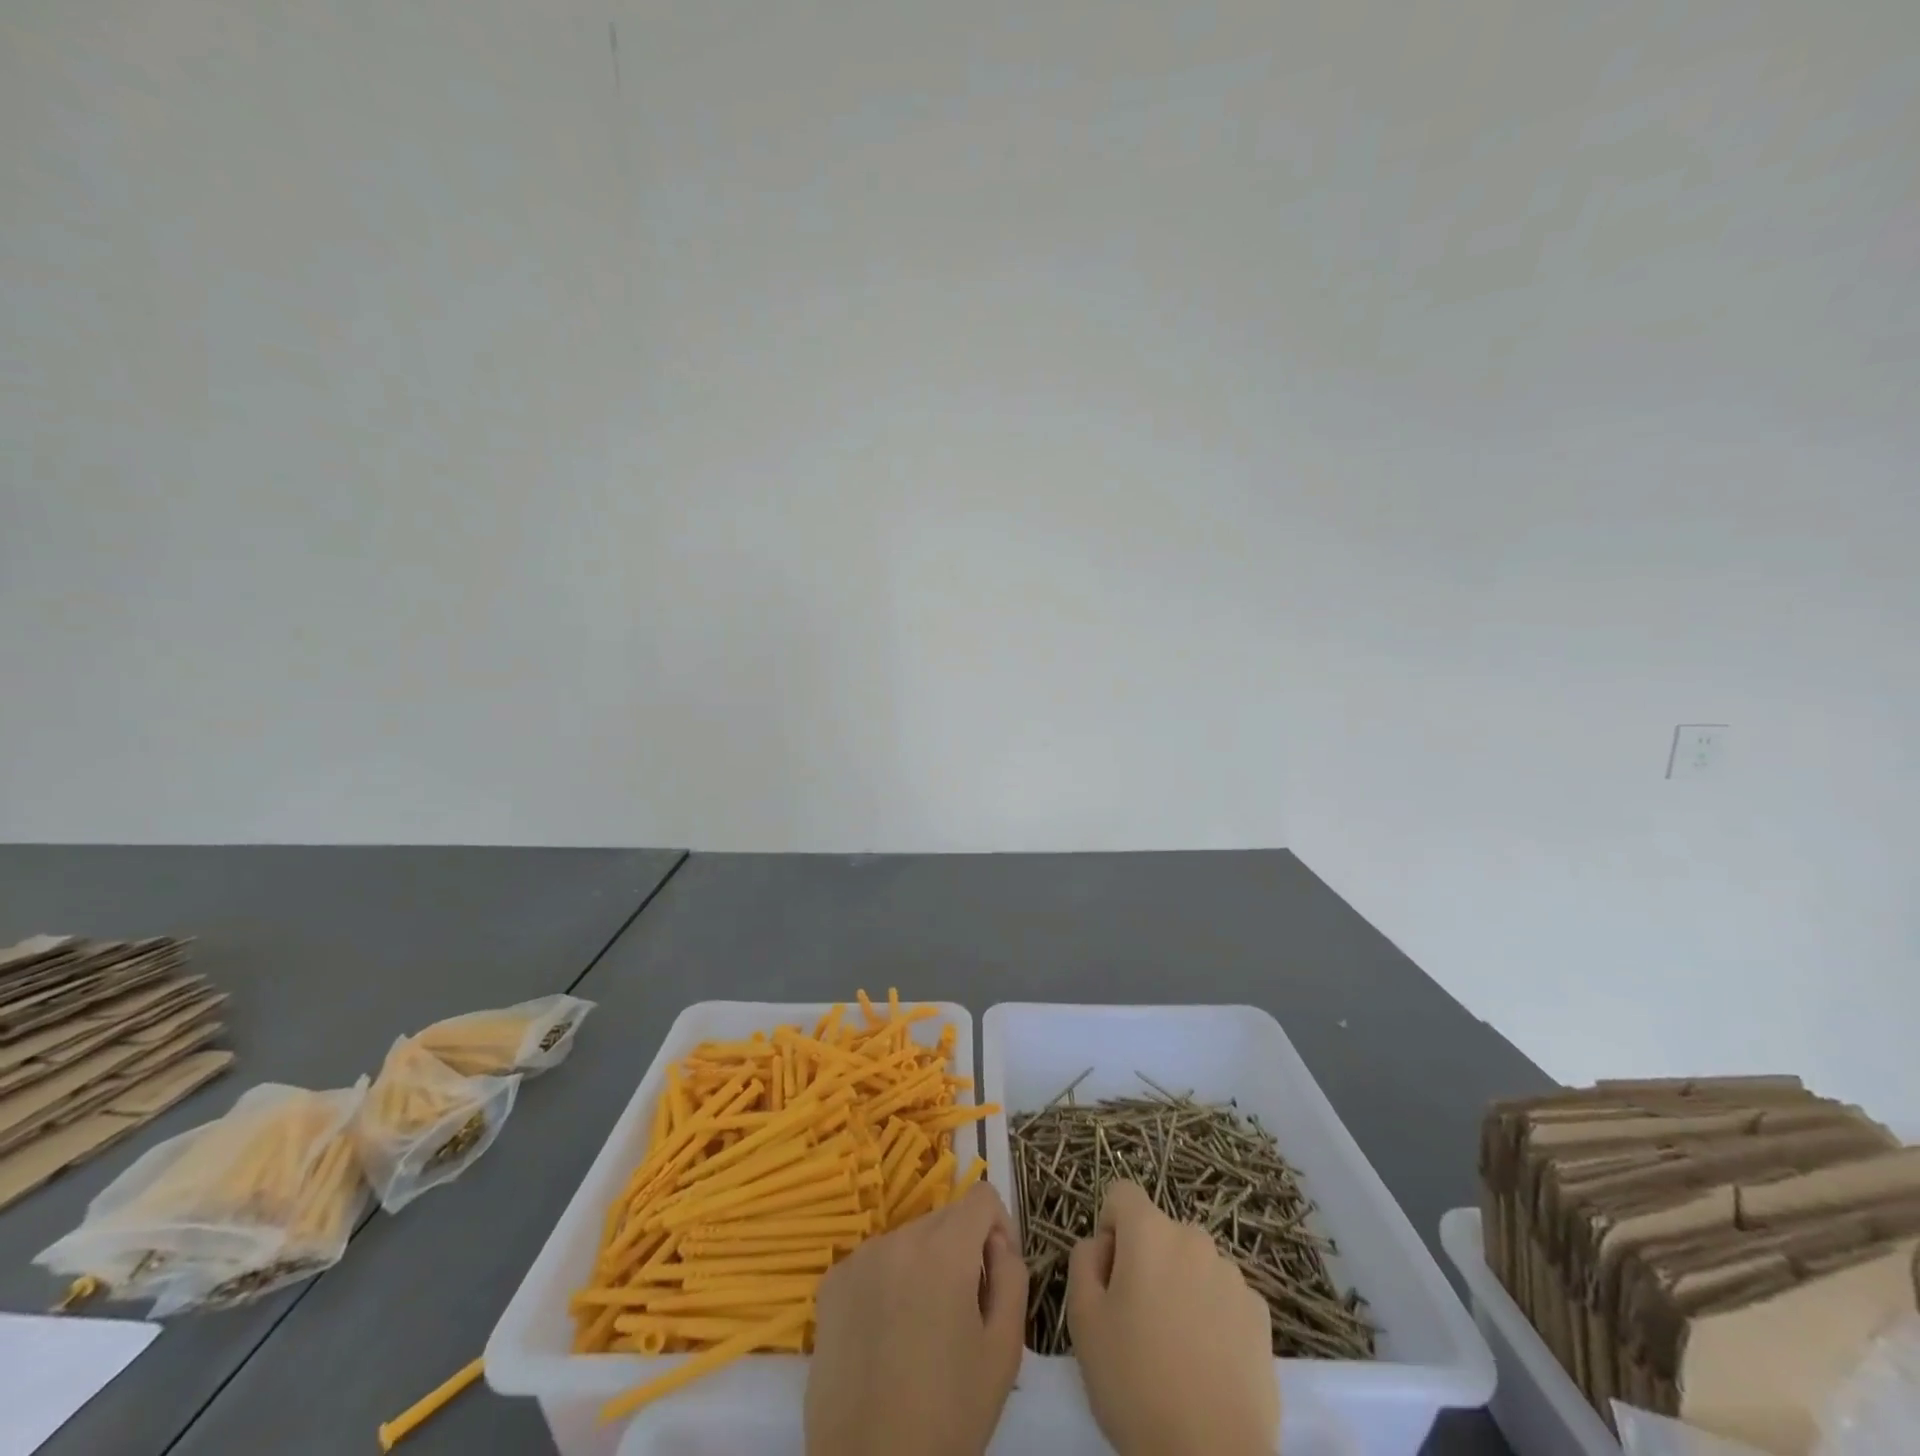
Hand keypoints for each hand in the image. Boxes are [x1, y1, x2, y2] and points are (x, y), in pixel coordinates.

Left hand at [806, 1182, 1027, 1455]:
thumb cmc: (949, 1415)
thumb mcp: (1004, 1349)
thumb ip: (1012, 1276)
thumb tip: (996, 1243)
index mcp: (945, 1248)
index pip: (982, 1197)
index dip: (999, 1229)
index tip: (996, 1275)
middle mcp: (899, 1237)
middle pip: (944, 1218)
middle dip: (961, 1251)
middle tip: (962, 1314)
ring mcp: (860, 1257)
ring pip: (909, 1240)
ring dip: (924, 1267)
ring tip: (922, 1331)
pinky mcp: (832, 1282)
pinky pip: (875, 1262)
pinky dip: (889, 1283)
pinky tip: (887, 1336)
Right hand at [1067, 1180, 1278, 1455]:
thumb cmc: (1135, 1383)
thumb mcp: (1082, 1319)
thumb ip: (1083, 1261)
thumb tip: (1100, 1246)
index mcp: (1150, 1232)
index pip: (1121, 1193)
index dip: (1108, 1228)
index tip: (1109, 1277)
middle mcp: (1195, 1239)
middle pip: (1158, 1232)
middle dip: (1144, 1261)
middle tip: (1136, 1320)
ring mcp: (1233, 1276)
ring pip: (1192, 1264)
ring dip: (1179, 1286)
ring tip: (1175, 1348)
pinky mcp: (1261, 1316)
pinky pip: (1224, 1296)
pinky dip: (1211, 1315)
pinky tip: (1207, 1364)